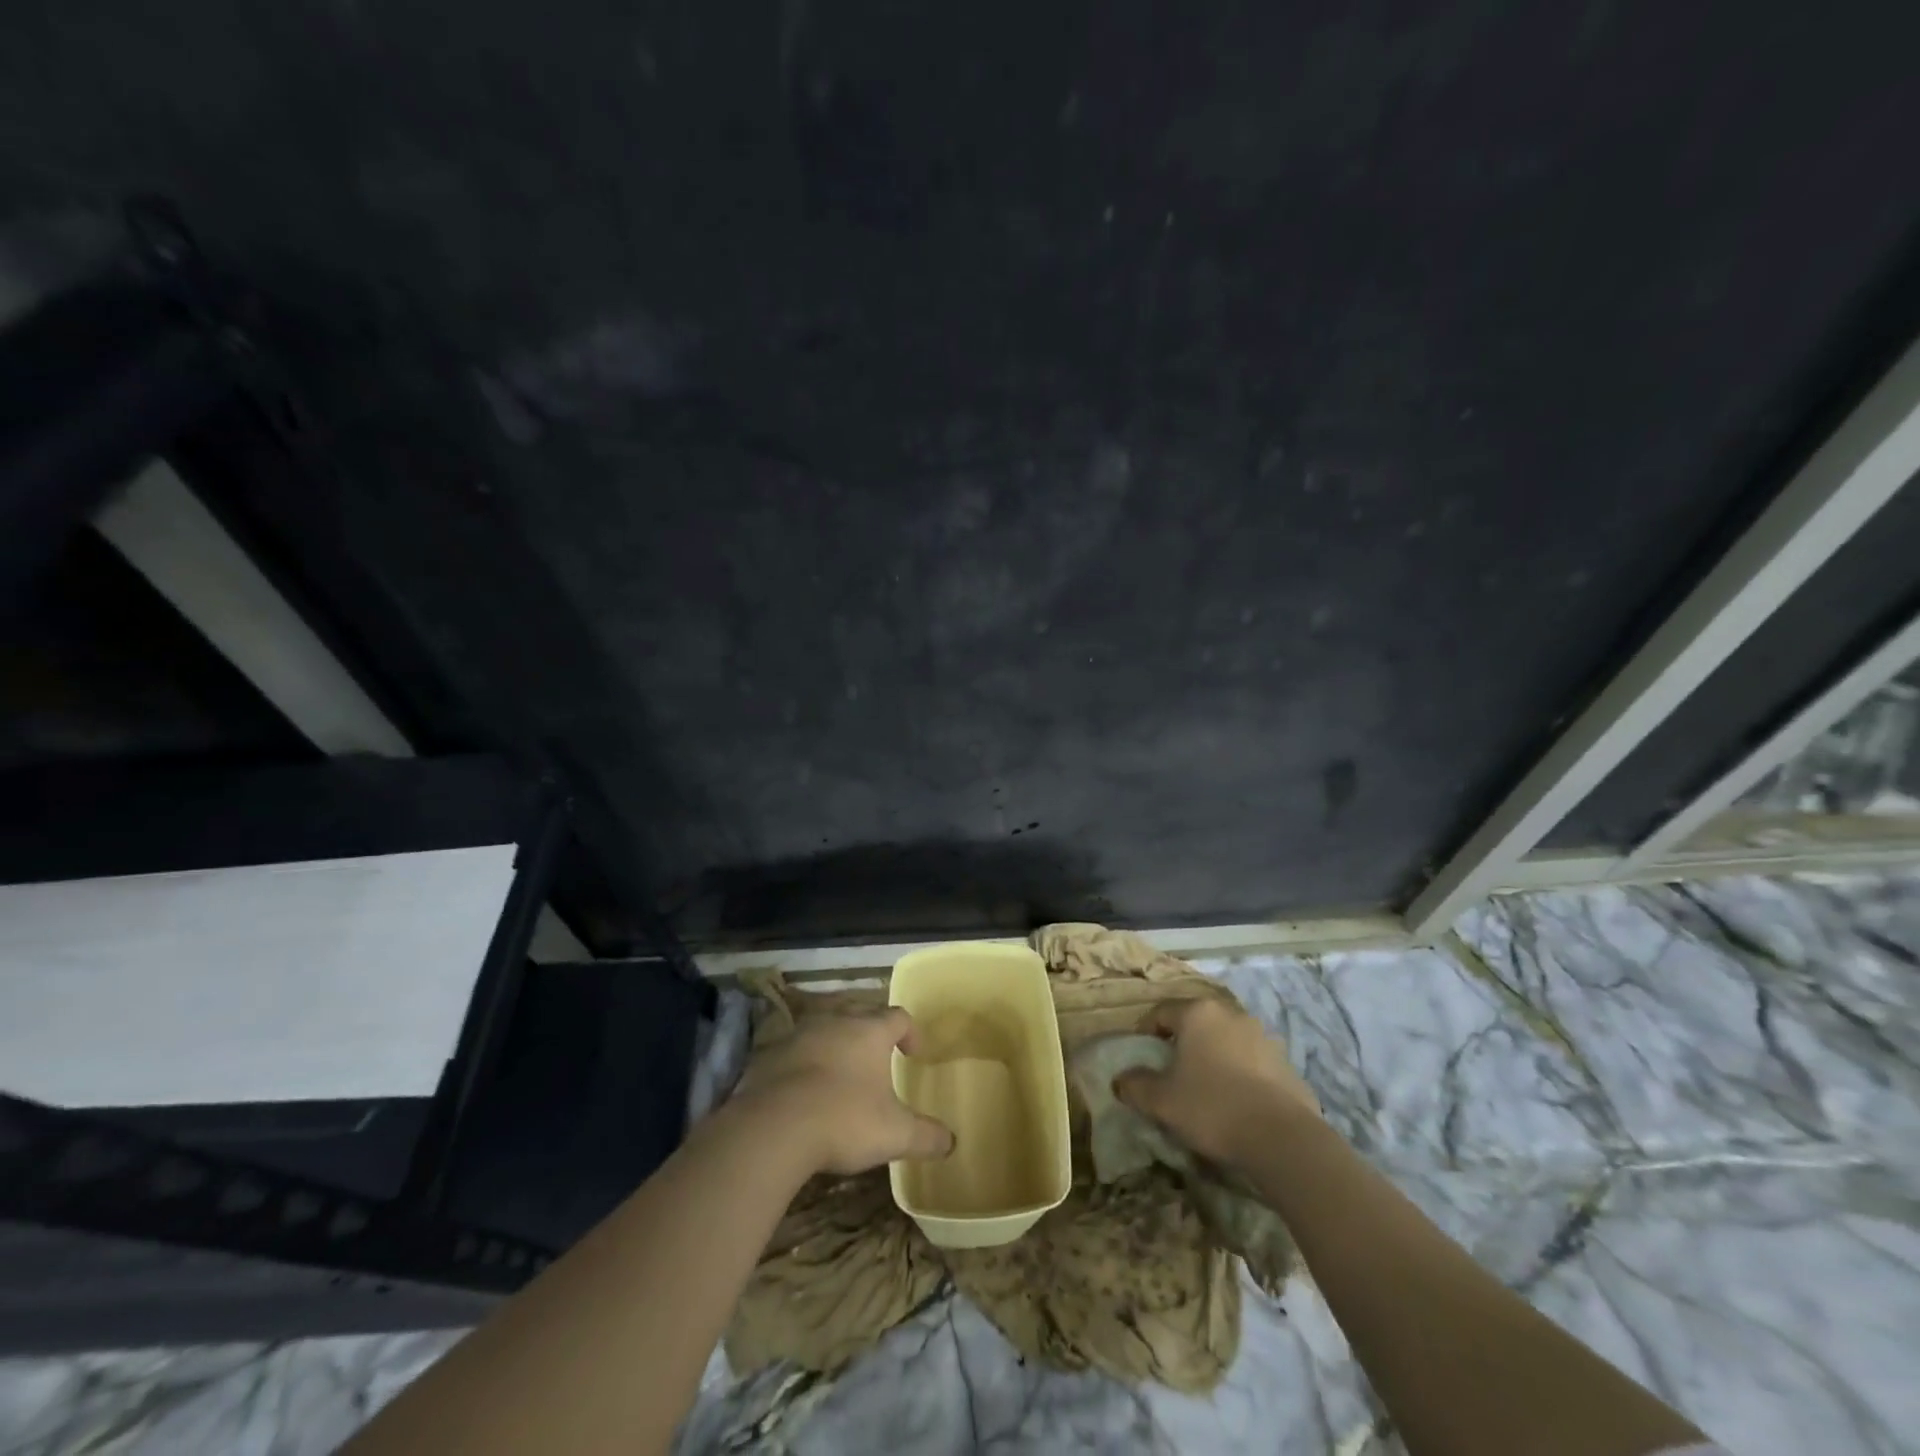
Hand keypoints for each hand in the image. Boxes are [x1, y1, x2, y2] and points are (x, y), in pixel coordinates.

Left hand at [732, 1010, 955, 1175]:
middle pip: (858, 1013)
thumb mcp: (895, 1134)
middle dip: (869, 1031)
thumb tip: (952, 1142)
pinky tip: (804, 1093)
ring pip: (823, 1029)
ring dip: (834, 1045)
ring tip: (840, 1073)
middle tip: (876, 1057)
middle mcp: (836, 1022)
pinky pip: (794, 1053)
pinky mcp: (770, 1056)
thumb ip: (926, 1136)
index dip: (910, 1031)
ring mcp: (799, 1036)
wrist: (774, 1127)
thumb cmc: (844, 1120)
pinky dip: (803, 1065)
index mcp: (870, 1031)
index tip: (914, 1053)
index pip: (898, 1016)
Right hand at [1113, 999, 1319, 1168]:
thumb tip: (1120, 1080)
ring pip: (1226, 1041)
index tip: (1141, 1056)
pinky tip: (1237, 1103)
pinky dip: (1240, 1074)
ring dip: (1213, 1057)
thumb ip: (1135, 1086)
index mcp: (1198, 1013)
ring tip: (1207, 1089)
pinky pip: (1252, 1062)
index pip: (1161, 1012)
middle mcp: (1231, 1014)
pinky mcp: (1286, 1063)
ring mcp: (1263, 1037)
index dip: (1146, 1032)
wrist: (1283, 1138)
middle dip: (1182, 1043)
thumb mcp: (1161, 1101)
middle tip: (1172, 1072)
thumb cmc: (1212, 1107)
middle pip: (1196, 1023)